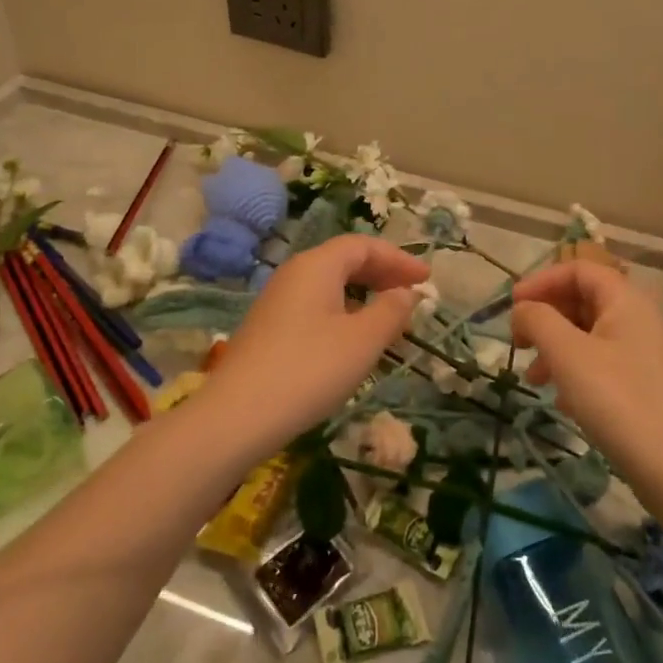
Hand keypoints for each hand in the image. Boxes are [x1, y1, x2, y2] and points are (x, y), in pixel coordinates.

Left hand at [201, 235, 428, 455]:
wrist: (236, 416)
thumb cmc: (309, 370)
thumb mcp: (362, 341)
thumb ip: (391, 311)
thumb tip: (406, 292)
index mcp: (317, 265)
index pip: (363, 245)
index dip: (398, 258)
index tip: (426, 278)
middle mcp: (294, 274)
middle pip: (344, 261)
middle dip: (381, 274)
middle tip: (411, 295)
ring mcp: (277, 302)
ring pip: (329, 286)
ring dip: (363, 296)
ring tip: (388, 320)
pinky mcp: (269, 329)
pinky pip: (315, 307)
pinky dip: (343, 313)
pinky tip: (352, 341)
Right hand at [511, 262, 662, 479]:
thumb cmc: (616, 399)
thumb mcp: (566, 353)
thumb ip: (537, 320)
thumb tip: (522, 309)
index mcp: (625, 300)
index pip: (578, 269)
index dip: (541, 281)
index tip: (513, 306)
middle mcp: (638, 318)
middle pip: (582, 300)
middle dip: (546, 318)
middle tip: (518, 342)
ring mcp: (643, 352)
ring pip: (588, 334)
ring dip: (555, 348)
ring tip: (534, 379)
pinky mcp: (643, 384)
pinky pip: (601, 362)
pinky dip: (575, 372)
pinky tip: (562, 402)